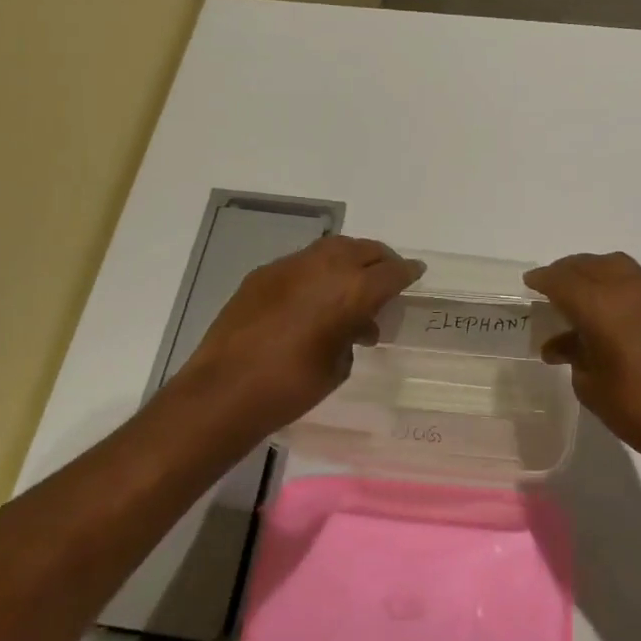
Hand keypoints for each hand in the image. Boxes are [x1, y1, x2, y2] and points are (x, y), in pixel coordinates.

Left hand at [176, 236, 423, 443]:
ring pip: (332, 248)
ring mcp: (289, 266)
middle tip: (387, 277)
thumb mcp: (337, 366)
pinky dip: (318, 272)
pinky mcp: (263, 274)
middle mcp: (324, 267)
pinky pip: (302, 262)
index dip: (407, 272)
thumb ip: (353, 336)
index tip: (416, 273)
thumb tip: (355, 326)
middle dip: (381, 260)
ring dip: (349, 261)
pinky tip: (313, 297)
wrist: (224, 391)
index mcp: (351, 290)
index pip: (391, 272)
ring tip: (352, 285)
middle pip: (364, 249)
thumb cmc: (291, 387)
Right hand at [524, 252, 640, 477]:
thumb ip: (573, 355)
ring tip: (583, 293)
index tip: (530, 283)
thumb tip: (560, 344)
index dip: (543, 279)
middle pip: (590, 265)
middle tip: (552, 285)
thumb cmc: (639, 409)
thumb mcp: (591, 386)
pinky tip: (618, 314)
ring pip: (619, 267)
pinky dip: (621, 288)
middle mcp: (630, 290)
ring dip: (595, 272)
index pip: (563, 280)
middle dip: (567, 271)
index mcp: (601, 306)